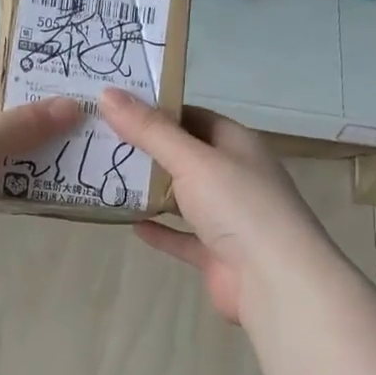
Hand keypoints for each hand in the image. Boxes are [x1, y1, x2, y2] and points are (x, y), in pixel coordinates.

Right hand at [99, 89, 331, 324]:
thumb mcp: (192, 160)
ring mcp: (228, 217)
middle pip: (186, 156)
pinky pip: (182, 236)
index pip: (194, 117)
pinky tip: (132, 224)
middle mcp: (235, 176)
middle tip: (100, 141)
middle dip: (147, 150)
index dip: (158, 110)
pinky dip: (160, 230)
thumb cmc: (238, 206)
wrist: (274, 281)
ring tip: (107, 178)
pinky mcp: (217, 253)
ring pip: (183, 197)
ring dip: (151, 191)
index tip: (117, 106)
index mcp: (237, 144)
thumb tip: (107, 93)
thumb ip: (150, 130)